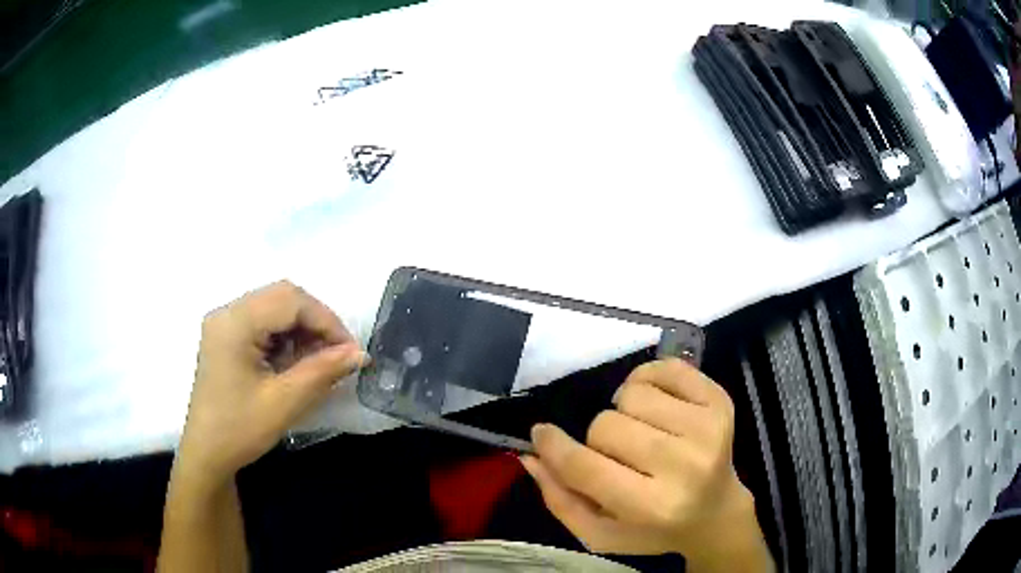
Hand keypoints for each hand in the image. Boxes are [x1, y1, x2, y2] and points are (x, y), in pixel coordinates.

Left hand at [177, 281, 366, 482]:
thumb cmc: (240, 429)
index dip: (327, 321)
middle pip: (283, 297)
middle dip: (316, 322)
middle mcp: (227, 312)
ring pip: (275, 307)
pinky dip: (287, 336)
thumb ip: (323, 371)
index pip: (291, 301)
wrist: (207, 453)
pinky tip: (295, 362)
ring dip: (303, 329)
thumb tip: (360, 354)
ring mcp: (225, 323)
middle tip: (338, 354)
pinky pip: (264, 322)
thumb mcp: (285, 401)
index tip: (351, 352)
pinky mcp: (227, 336)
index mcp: (235, 322)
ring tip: (319, 361)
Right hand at [522, 359, 770, 570]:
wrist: (715, 512)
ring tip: (640, 432)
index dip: (554, 447)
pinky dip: (649, 380)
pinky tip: (655, 406)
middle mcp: (685, 466)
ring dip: (625, 410)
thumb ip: (560, 499)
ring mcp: (708, 429)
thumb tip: (530, 454)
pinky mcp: (720, 402)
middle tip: (616, 454)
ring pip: (632, 394)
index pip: (586, 467)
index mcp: (652, 507)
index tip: (541, 433)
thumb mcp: (600, 532)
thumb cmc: (653, 529)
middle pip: (606, 425)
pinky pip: (666, 368)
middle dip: (599, 438)